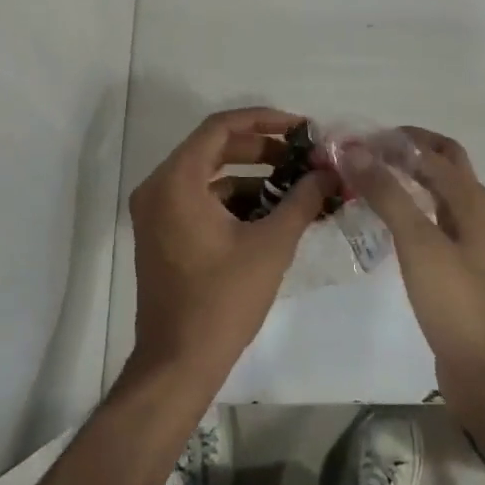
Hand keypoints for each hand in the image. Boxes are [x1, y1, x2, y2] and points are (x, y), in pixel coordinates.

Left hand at [127, 107, 329, 394]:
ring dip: (251, 176)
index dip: (263, 120)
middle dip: (261, 149)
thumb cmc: (222, 300)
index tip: (300, 128)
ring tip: (295, 186)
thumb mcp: (271, 245)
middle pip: (213, 147)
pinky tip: (271, 214)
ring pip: (208, 175)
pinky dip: (233, 200)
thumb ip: (302, 199)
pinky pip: (200, 199)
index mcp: (176, 180)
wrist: (178, 364)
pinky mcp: (161, 233)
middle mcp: (159, 187)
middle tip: (301, 156)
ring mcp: (156, 212)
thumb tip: (328, 171)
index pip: (221, 127)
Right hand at [339, 127, 484, 414]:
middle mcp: (474, 213)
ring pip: (438, 193)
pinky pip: (433, 221)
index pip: (433, 151)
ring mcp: (469, 241)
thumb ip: (388, 193)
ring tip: (370, 180)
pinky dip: (410, 208)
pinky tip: (386, 222)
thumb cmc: (455, 301)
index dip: (396, 140)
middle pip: (443, 165)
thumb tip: (354, 150)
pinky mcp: (458, 267)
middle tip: (367, 153)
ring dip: (409, 178)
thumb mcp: (418, 242)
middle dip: (407, 151)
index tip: (356, 141)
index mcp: (471, 200)